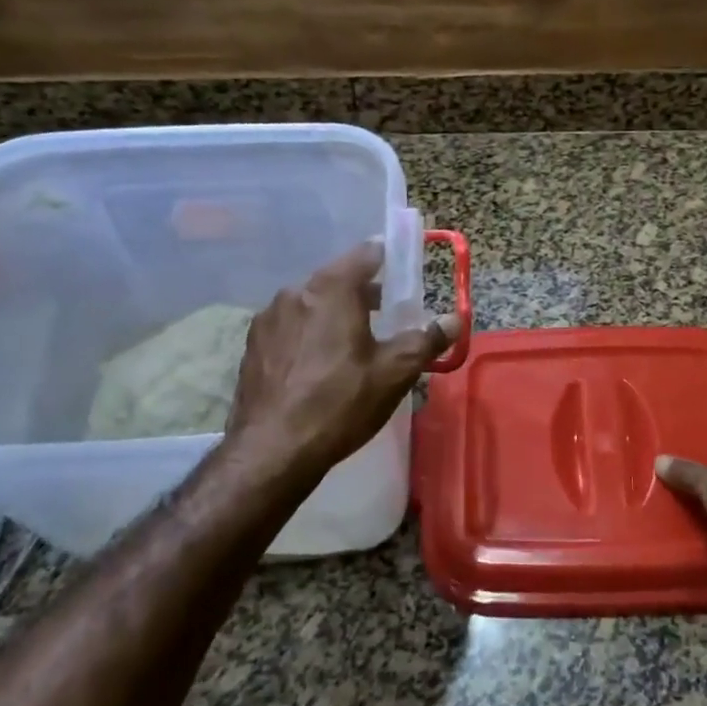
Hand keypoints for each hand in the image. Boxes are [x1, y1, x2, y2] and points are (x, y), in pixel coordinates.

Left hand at [224, 241, 459, 478]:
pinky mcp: (253, 346)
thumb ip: (426, 340)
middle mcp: (295, 293)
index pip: (365, 254)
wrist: (272, 451)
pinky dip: (309, 334)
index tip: (402, 272)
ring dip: (333, 314)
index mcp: (331, 289)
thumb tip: (453, 320)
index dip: (388, 258)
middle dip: (362, 292)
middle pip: (336, 279)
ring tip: (352, 344)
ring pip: (310, 304)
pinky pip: (290, 327)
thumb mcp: (394, 372)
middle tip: (385, 314)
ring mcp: (268, 319)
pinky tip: (319, 365)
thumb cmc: (340, 403)